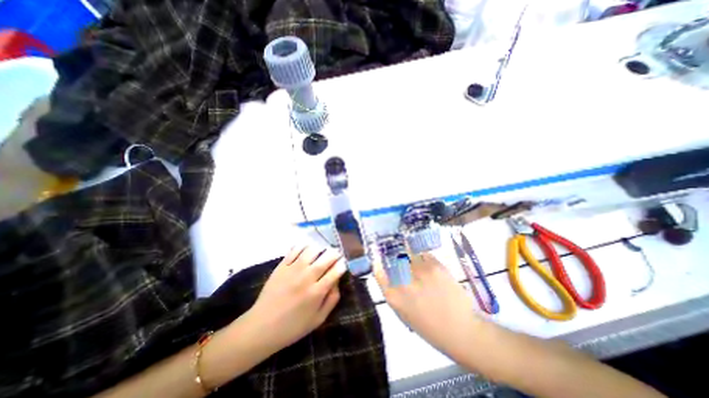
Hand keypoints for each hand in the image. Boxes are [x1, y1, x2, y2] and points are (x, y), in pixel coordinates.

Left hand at [245, 245, 346, 350]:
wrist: (261, 327)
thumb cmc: (292, 326)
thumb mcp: (318, 319)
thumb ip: (331, 300)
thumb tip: (338, 282)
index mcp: (316, 292)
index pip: (335, 272)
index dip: (342, 265)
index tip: (344, 263)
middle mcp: (306, 278)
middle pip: (325, 258)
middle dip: (335, 254)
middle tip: (337, 253)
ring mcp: (293, 270)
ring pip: (311, 251)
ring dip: (320, 248)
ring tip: (322, 251)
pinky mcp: (281, 266)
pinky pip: (295, 250)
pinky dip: (303, 246)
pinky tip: (307, 248)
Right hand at [373, 253, 478, 358]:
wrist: (462, 331)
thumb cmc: (431, 328)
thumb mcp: (404, 313)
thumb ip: (394, 292)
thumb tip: (389, 274)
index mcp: (394, 297)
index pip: (379, 272)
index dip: (379, 264)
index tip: (380, 260)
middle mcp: (404, 282)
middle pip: (394, 260)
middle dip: (397, 259)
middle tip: (403, 262)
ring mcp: (420, 272)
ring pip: (409, 254)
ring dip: (411, 258)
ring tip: (418, 265)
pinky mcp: (435, 266)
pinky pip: (424, 255)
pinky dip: (424, 258)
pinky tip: (428, 267)